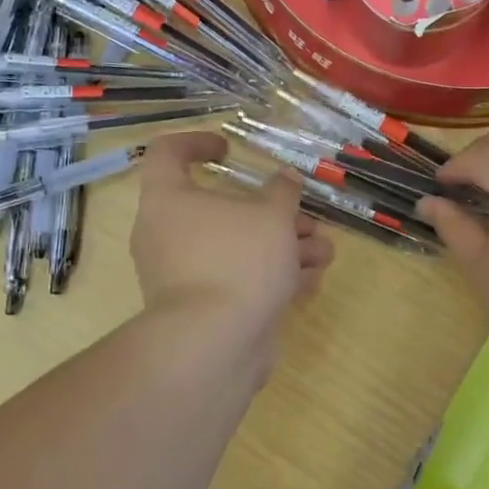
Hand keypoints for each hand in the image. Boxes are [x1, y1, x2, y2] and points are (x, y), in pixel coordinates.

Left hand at [131, 132, 333, 342]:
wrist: (214, 345)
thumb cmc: (237, 261)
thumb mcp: (271, 216)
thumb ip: (281, 192)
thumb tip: (284, 179)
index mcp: (168, 200)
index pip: (167, 154)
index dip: (196, 142)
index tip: (229, 149)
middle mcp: (167, 235)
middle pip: (219, 210)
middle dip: (270, 212)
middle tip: (302, 215)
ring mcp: (183, 275)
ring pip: (235, 248)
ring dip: (281, 246)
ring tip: (322, 250)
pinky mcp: (203, 309)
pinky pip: (237, 280)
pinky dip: (270, 277)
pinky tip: (309, 280)